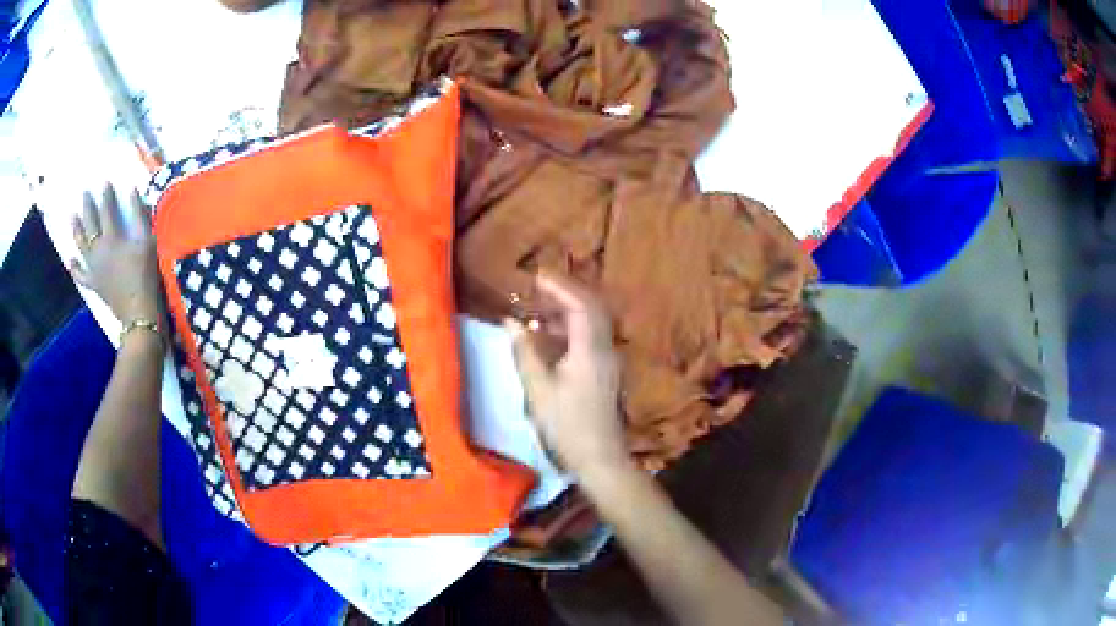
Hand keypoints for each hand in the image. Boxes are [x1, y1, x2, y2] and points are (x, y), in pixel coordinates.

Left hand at [70, 184, 163, 326]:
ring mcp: (94, 268)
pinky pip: (81, 275)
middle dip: (87, 207)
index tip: (105, 183)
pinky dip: (75, 268)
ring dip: (77, 230)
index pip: (107, 210)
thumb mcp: (147, 241)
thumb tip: (133, 192)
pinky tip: (70, 261)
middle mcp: (99, 250)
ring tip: (73, 217)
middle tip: (84, 194)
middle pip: (90, 224)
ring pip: (82, 245)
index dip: (106, 196)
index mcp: (112, 238)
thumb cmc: (145, 274)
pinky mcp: (94, 284)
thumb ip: (140, 216)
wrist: (138, 312)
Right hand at [505, 274, 630, 477]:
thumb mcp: (538, 390)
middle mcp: (605, 349)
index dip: (559, 287)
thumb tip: (511, 322)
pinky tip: (549, 337)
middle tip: (538, 286)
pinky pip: (590, 337)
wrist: (599, 458)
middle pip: (592, 308)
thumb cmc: (566, 425)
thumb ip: (524, 352)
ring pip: (592, 322)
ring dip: (568, 310)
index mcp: (590, 349)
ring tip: (538, 308)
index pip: (580, 305)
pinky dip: (571, 328)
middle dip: (566, 292)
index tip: (536, 276)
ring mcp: (608, 360)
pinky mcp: (604, 371)